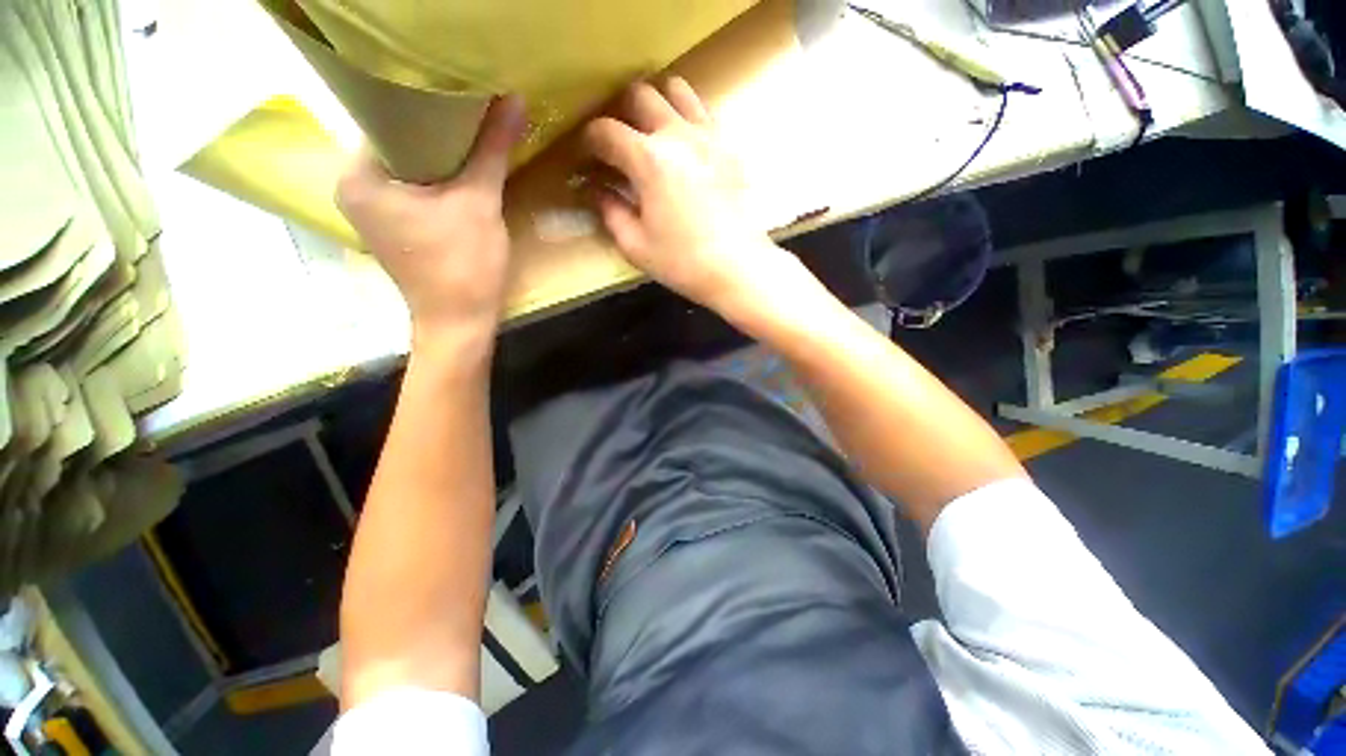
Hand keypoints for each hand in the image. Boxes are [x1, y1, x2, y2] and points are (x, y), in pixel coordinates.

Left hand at [337, 95, 526, 357]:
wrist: (461, 322)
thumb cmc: (463, 265)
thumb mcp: (479, 203)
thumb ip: (492, 150)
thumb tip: (516, 100)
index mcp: (359, 175)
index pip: (387, 116)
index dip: (427, 101)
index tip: (461, 91)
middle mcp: (354, 187)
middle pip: (398, 140)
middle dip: (437, 128)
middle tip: (474, 110)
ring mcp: (372, 209)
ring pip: (409, 164)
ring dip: (441, 153)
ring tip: (474, 134)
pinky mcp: (394, 225)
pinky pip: (414, 186)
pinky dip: (438, 177)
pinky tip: (464, 171)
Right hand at [582, 79, 798, 317]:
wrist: (738, 268)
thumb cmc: (683, 263)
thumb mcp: (635, 245)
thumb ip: (609, 211)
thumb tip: (594, 189)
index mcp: (649, 160)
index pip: (605, 131)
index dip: (588, 142)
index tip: (586, 159)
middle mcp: (677, 134)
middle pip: (639, 94)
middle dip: (620, 114)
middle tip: (618, 145)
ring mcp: (708, 135)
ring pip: (676, 89)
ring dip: (657, 104)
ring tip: (652, 134)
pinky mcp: (730, 145)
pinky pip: (704, 111)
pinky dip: (687, 117)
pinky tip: (684, 146)